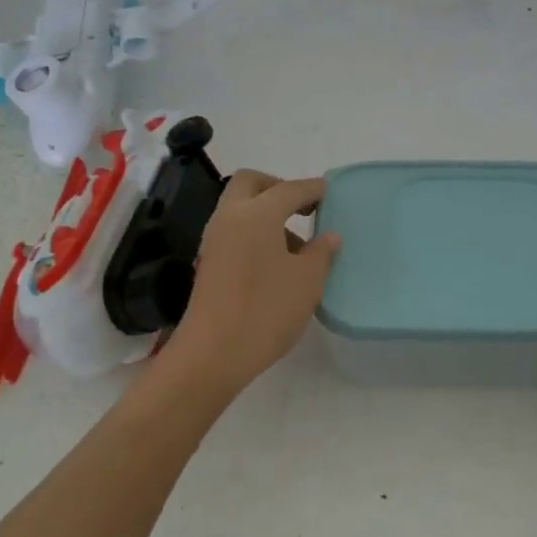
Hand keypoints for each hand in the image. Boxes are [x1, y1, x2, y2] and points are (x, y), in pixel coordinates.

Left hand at [160, 171, 341, 393]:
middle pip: (251, 183)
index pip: (289, 189)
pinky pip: (234, 230)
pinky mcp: (209, 262)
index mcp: (256, 214)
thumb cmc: (266, 310)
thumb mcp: (307, 281)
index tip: (328, 192)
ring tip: (296, 245)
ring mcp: (214, 240)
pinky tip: (275, 262)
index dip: (311, 189)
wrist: (213, 353)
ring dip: (266, 212)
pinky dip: (254, 232)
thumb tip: (328, 236)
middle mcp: (230, 217)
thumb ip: (321, 252)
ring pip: (239, 207)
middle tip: (303, 208)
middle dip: (278, 187)